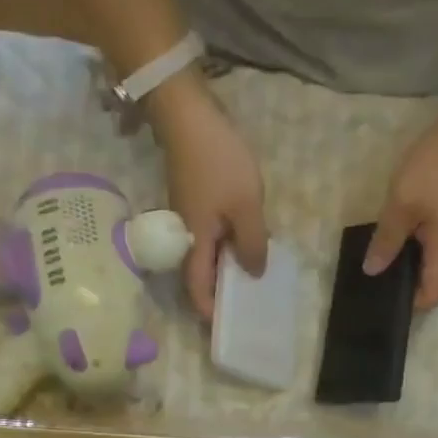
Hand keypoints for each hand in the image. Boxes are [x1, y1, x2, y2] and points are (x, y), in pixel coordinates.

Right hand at [149, 75, 267, 318]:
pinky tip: (244, 238)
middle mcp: (185, 233)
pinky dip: (224, 242)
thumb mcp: (245, 206)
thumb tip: (253, 274)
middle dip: (218, 289)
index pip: (196, 286)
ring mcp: (186, 213)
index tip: (223, 323)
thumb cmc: (218, 163)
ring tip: (251, 271)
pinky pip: (209, 231)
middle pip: (199, 270)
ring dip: (224, 264)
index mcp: (195, 240)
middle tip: (244, 300)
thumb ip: (251, 243)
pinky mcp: (192, 196)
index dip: (208, 308)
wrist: (188, 115)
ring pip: (205, 250)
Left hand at [365, 103, 437, 309]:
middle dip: (404, 284)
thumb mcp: (403, 202)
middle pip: (432, 280)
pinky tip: (392, 234)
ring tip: (376, 258)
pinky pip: (432, 241)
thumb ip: (387, 239)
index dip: (410, 305)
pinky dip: (412, 244)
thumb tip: (372, 271)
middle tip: (370, 280)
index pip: (433, 296)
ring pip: (430, 260)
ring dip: (406, 262)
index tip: (382, 300)